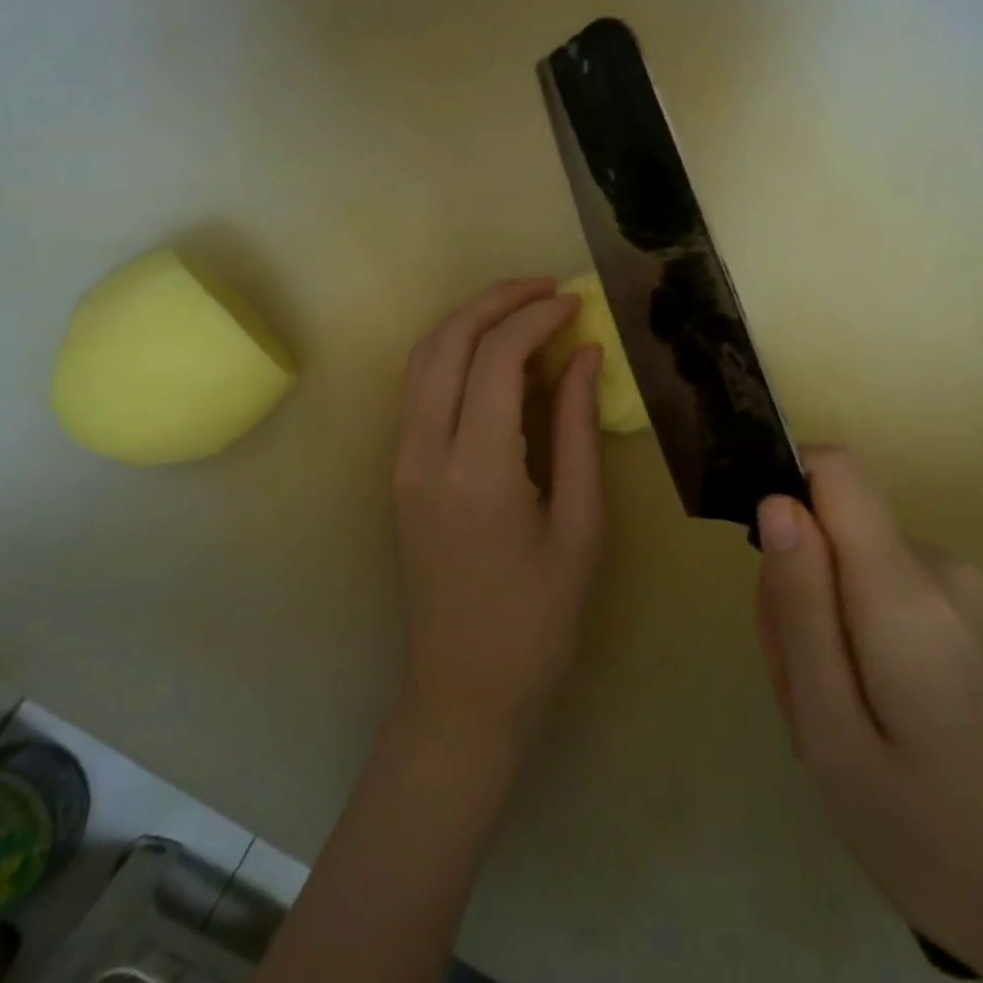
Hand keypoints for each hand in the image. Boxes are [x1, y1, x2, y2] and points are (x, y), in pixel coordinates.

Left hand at [391, 278, 605, 752]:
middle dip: (495, 301)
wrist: (464, 694)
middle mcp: (424, 453)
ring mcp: (401, 462)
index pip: (496, 357)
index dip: (537, 317)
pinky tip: (493, 356)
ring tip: (522, 308)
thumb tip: (583, 354)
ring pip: (422, 359)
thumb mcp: (580, 523)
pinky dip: (453, 354)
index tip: (575, 302)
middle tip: (547, 288)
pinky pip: (419, 390)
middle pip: (446, 342)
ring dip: (469, 321)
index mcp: (477, 468)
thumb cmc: (539, 620)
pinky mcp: (399, 474)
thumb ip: (577, 429)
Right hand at [753, 449, 982, 982]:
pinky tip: (873, 710)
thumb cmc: (932, 835)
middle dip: (797, 584)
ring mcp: (963, 588)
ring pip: (852, 561)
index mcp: (904, 589)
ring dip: (823, 617)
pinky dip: (856, 630)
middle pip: (834, 525)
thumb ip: (799, 607)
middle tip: (803, 686)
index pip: (836, 469)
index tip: (766, 564)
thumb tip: (776, 503)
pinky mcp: (970, 612)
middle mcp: (939, 566)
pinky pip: (885, 586)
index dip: (786, 487)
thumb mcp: (830, 732)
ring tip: (836, 713)